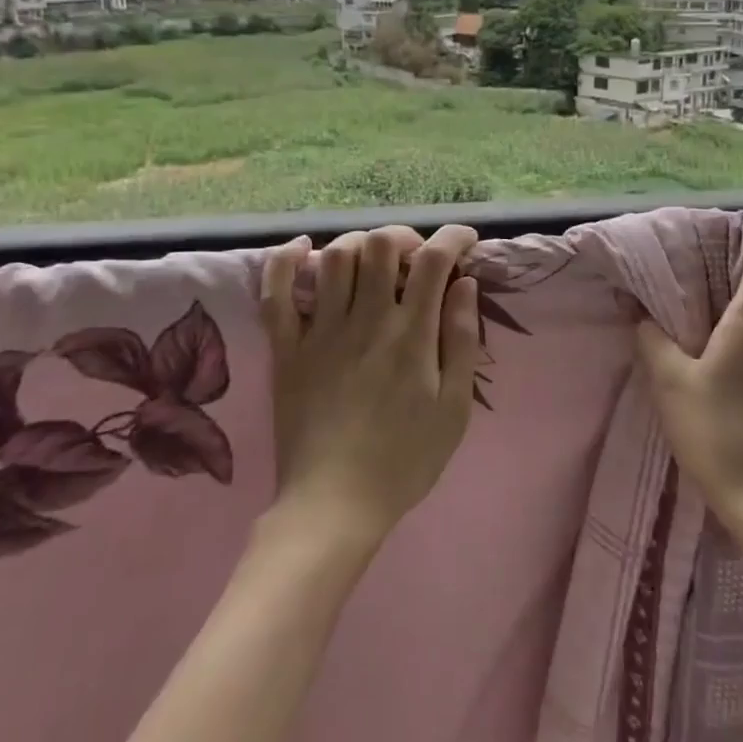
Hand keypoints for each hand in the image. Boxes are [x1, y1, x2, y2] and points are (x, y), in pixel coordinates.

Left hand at [259, 225, 481, 547]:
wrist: (334, 505)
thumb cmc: (405, 460)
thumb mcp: (454, 408)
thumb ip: (461, 340)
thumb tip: (465, 284)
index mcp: (411, 335)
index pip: (434, 260)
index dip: (453, 238)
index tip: (465, 241)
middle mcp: (365, 320)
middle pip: (380, 245)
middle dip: (404, 236)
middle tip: (416, 256)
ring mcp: (321, 332)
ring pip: (334, 257)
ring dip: (358, 244)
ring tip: (372, 261)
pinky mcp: (287, 349)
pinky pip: (277, 294)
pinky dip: (285, 261)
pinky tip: (301, 249)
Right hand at [634, 231, 742, 538]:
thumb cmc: (719, 435)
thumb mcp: (671, 384)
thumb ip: (653, 341)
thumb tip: (640, 313)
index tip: (723, 228)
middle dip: (720, 281)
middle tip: (680, 280)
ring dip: (724, 317)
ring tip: (685, 323)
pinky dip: (733, 344)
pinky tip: (706, 365)